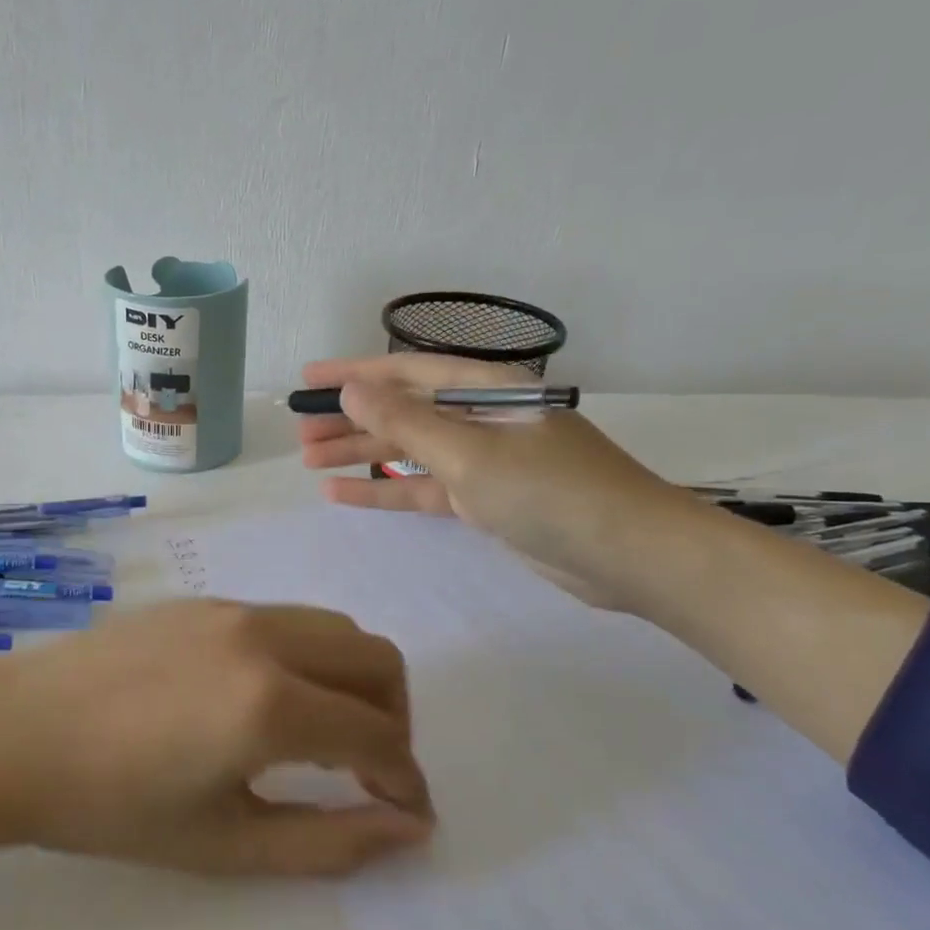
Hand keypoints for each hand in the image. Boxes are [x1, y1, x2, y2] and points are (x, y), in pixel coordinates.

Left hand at [0, 601, 434, 884]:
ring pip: (332, 628)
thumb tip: (407, 826)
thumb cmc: (111, 805)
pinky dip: (306, 657)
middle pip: (375, 658)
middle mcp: (263, 638)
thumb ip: (328, 841)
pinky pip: (284, 619)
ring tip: (323, 734)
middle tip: (371, 770)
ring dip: (352, 679)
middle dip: (395, 717)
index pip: (377, 735)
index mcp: (270, 703)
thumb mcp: (224, 843)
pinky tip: (263, 699)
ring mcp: (230, 609)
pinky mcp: (201, 601)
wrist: (13, 732)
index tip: (406, 813)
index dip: (405, 779)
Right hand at [296, 352, 701, 609]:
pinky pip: (423, 489)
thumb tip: (351, 392)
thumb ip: (407, 424)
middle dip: (350, 420)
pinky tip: (342, 495)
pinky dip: (385, 492)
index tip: (308, 378)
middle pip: (403, 411)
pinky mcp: (484, 501)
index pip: (407, 372)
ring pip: (408, 453)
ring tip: (308, 461)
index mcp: (487, 389)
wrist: (630, 556)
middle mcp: (482, 418)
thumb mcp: (470, 454)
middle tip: (298, 432)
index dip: (354, 373)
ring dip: (360, 455)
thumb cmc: (552, 492)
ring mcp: (483, 462)